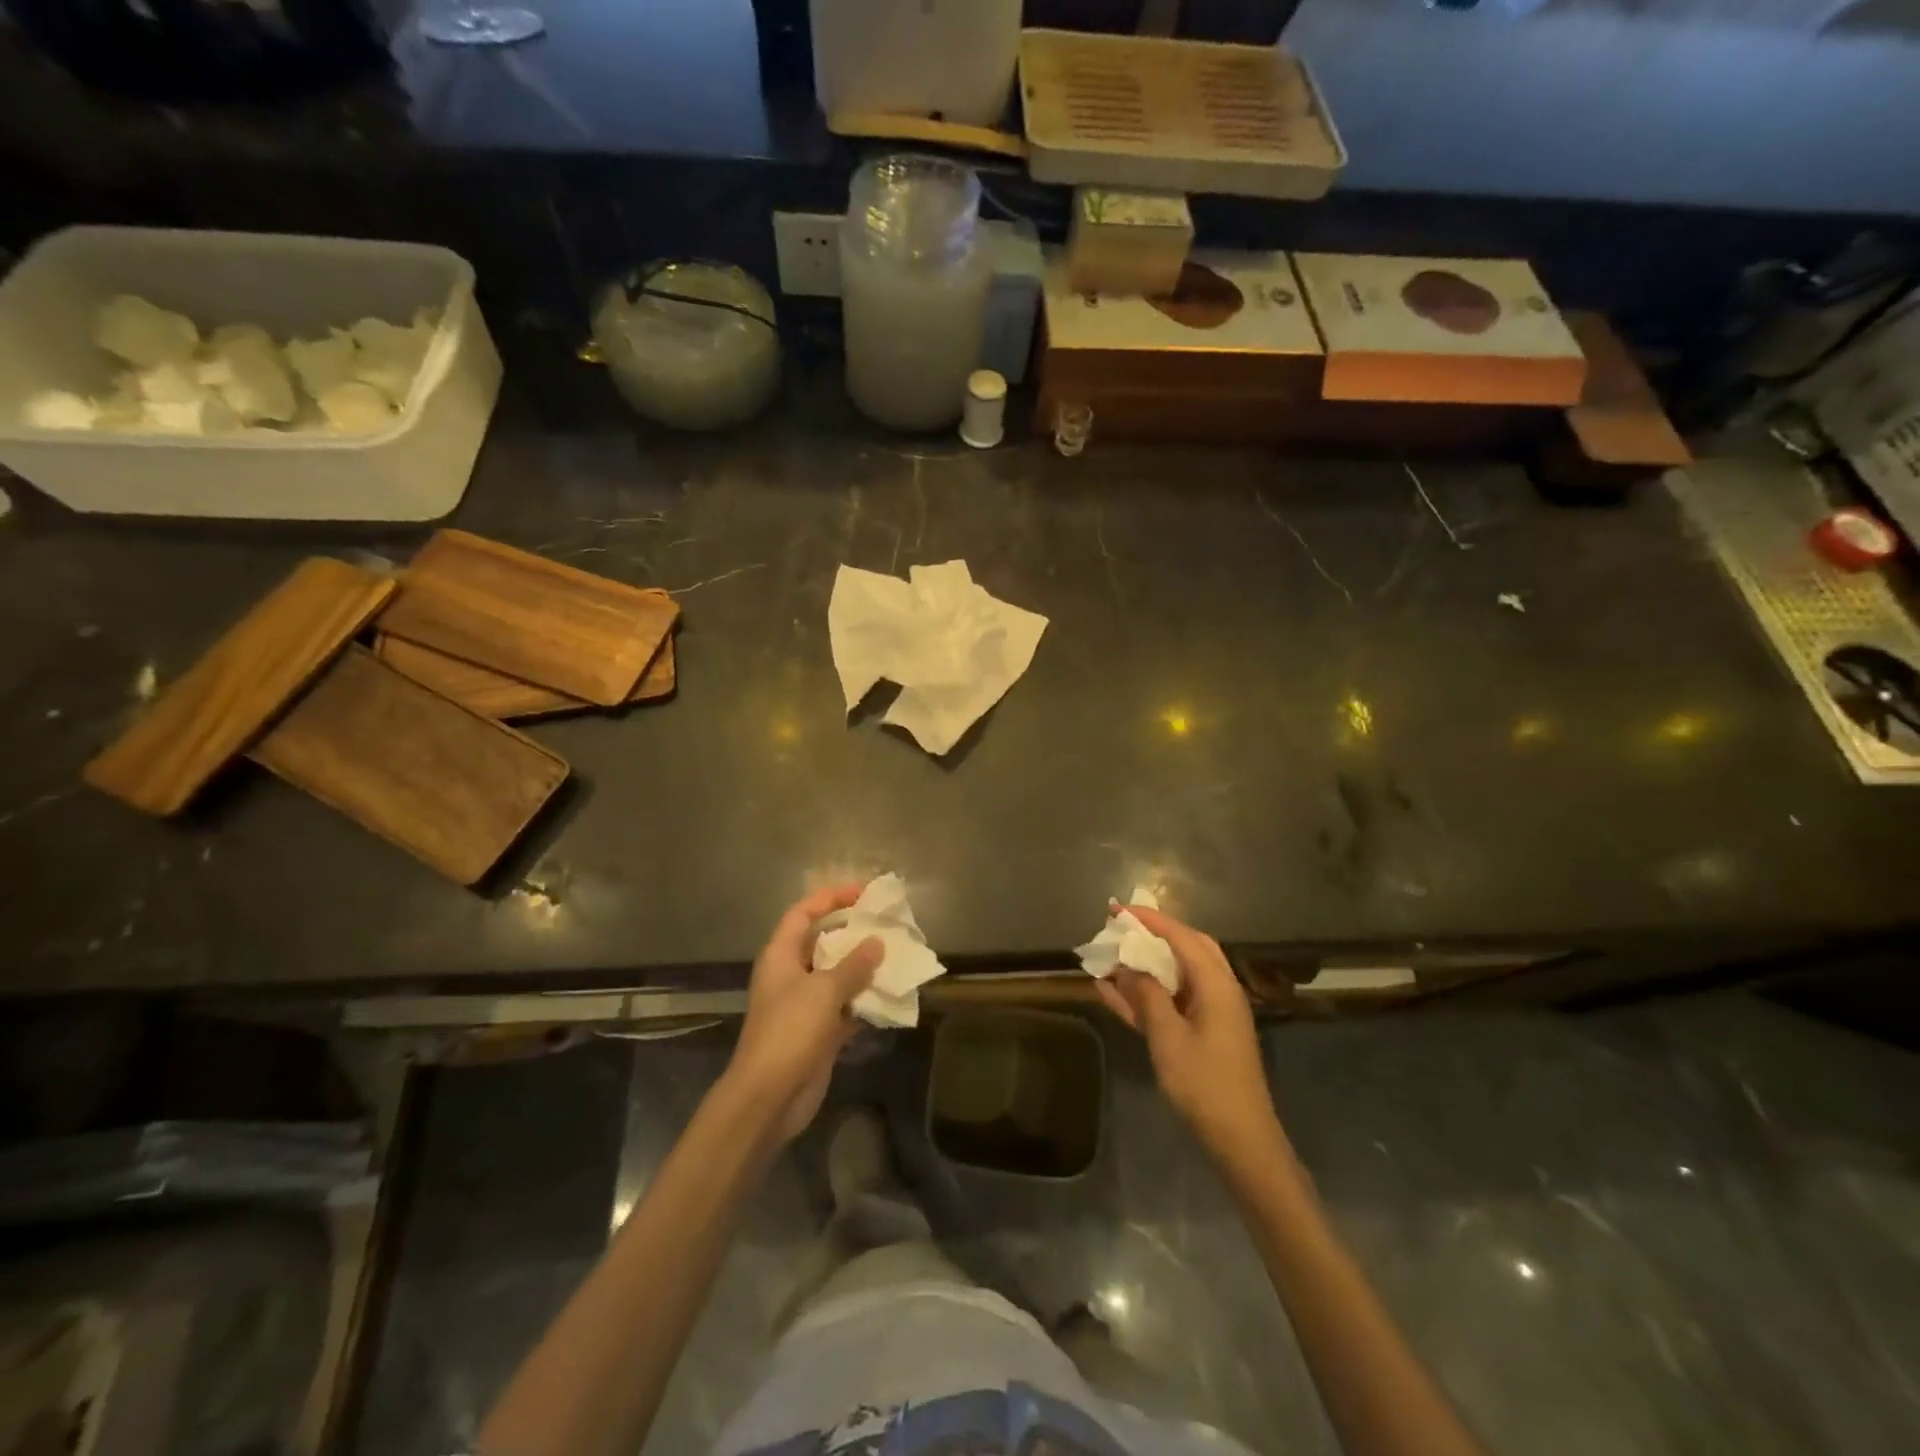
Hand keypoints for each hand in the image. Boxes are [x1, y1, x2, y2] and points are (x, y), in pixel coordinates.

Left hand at [723, 883, 882, 1146]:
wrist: (769, 1097)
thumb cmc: (790, 1031)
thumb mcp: (824, 991)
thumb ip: (853, 965)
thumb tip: (876, 943)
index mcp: (781, 956)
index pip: (803, 913)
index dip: (830, 898)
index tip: (863, 893)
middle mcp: (791, 975)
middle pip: (822, 943)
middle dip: (853, 933)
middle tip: (886, 925)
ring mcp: (804, 1005)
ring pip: (837, 976)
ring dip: (863, 969)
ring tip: (896, 956)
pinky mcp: (818, 1032)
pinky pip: (844, 1007)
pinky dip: (864, 1001)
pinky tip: (890, 996)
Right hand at [1095, 902, 1280, 1162]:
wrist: (1240, 1139)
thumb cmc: (1205, 1084)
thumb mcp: (1168, 1037)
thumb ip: (1147, 996)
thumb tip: (1128, 966)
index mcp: (1216, 985)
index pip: (1181, 937)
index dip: (1149, 920)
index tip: (1118, 909)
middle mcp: (1218, 990)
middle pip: (1185, 948)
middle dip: (1151, 935)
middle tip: (1119, 928)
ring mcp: (1212, 1013)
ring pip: (1176, 975)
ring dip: (1146, 965)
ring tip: (1110, 958)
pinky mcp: (1203, 1033)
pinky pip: (1171, 1002)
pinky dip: (1146, 994)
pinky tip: (1112, 992)